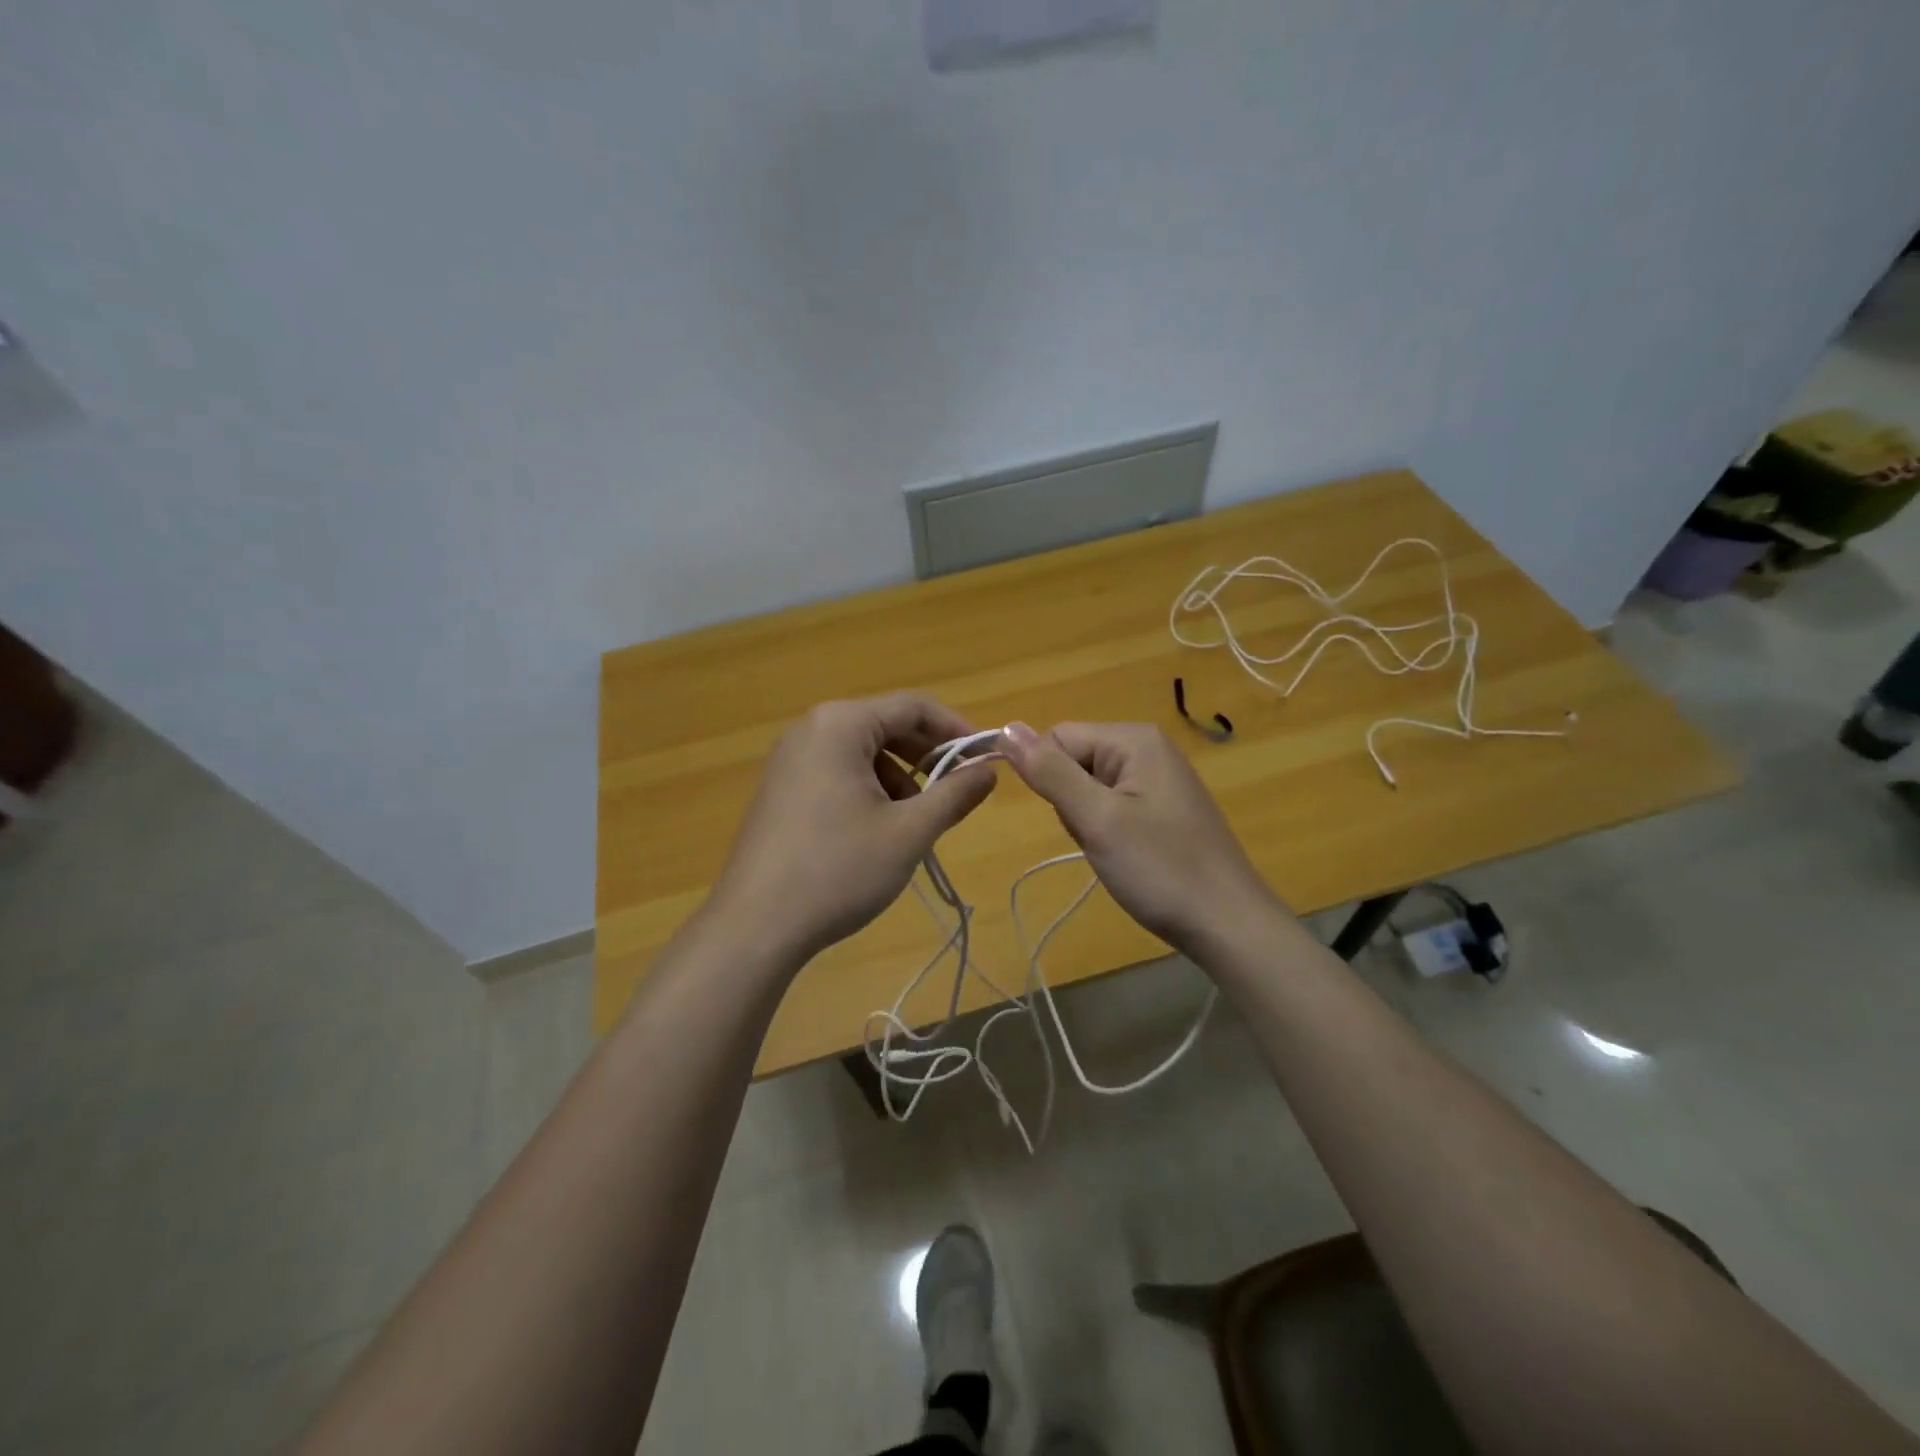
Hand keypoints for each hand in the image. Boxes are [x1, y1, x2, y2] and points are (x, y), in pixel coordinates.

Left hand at [710, 693, 997, 966]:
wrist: (755, 926)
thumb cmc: (839, 869)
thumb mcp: (909, 832)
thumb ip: (955, 795)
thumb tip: (989, 771)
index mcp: (840, 724)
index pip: (913, 706)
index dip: (956, 729)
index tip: (987, 760)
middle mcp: (811, 729)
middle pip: (886, 725)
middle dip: (928, 756)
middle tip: (958, 791)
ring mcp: (790, 759)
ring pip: (863, 752)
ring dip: (900, 777)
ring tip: (917, 821)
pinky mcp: (780, 789)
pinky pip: (838, 772)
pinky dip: (869, 790)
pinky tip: (879, 831)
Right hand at [999, 721, 1285, 956]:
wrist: (1226, 923)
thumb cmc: (1160, 869)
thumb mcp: (1097, 819)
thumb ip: (1051, 772)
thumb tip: (1006, 728)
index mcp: (1133, 739)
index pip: (1057, 737)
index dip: (1049, 778)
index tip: (1075, 819)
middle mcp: (1146, 747)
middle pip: (1074, 760)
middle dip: (1071, 802)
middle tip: (1100, 838)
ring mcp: (1157, 777)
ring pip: (1088, 787)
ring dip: (1087, 820)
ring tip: (1116, 850)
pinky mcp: (1161, 806)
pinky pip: (1112, 805)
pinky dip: (1107, 830)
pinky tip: (1127, 855)